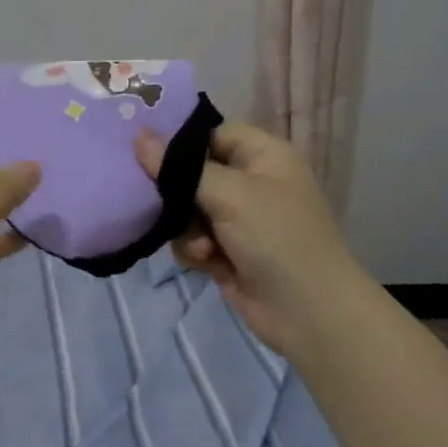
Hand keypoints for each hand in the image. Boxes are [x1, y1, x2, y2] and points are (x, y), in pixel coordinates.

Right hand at [135, 121, 364, 355]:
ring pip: (186, 209)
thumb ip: (180, 167)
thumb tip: (138, 136)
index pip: (212, 133)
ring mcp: (239, 219)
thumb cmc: (276, 237)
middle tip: (161, 202)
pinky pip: (191, 238)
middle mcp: (251, 182)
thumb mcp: (229, 194)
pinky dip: (194, 249)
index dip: (181, 142)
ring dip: (186, 228)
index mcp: (264, 156)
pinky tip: (206, 263)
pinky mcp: (227, 251)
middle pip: (194, 173)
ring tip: (202, 246)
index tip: (144, 151)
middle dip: (178, 194)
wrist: (309, 312)